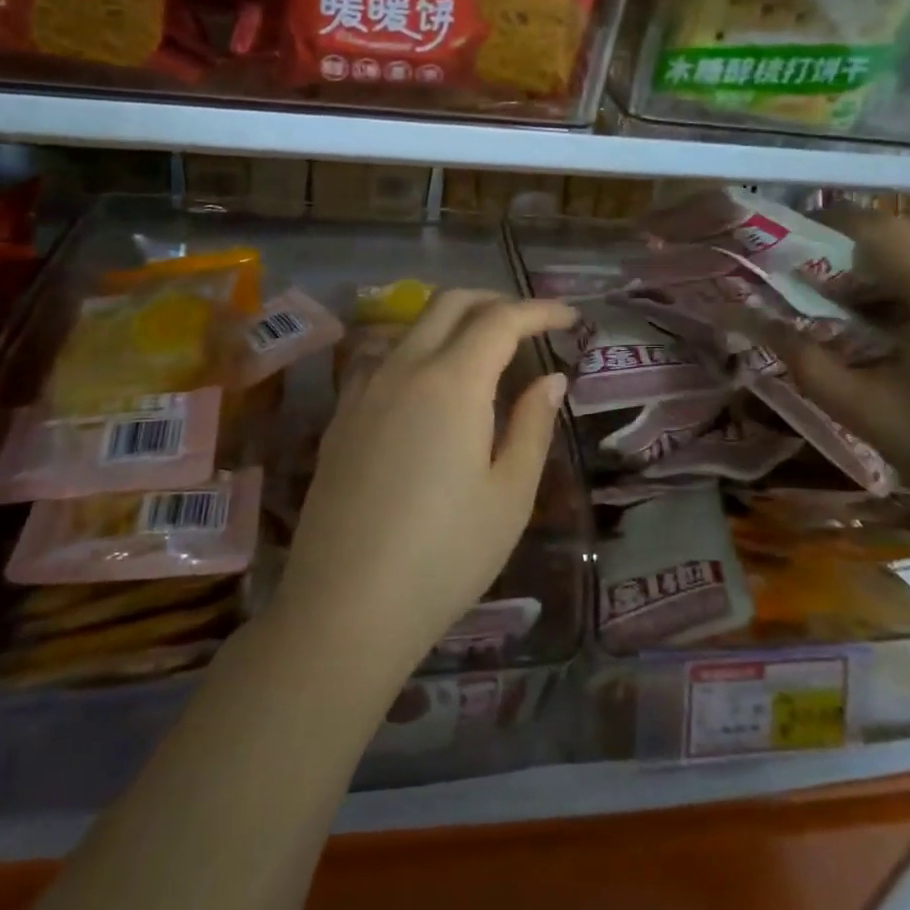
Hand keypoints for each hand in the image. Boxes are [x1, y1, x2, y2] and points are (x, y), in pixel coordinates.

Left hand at [273, 289, 574, 672]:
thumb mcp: (509, 495)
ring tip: (484, 352)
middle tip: (530, 325)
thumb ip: (532, 426)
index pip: (501, 320)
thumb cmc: (445, 556)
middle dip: (495, 302)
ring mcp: (363, 391)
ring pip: (411, 327)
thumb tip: (551, 379)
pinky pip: (383, 358)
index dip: (539, 311)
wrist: (345, 607)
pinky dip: (417, 350)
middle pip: (449, 305)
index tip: (570, 318)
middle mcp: (403, 369)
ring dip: (453, 322)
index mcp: (452, 382)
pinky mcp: (340, 418)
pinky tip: (430, 387)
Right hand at [744, 211, 909, 545]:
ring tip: (858, 311)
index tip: (793, 247)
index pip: (880, 230)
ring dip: (892, 264)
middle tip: (823, 286)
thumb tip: (760, 324)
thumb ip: (807, 362)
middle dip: (859, 248)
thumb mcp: (867, 412)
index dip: (829, 228)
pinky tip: (904, 330)